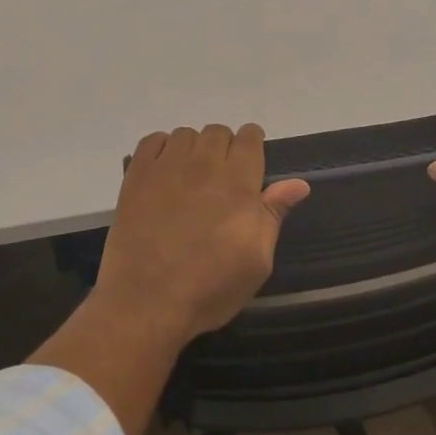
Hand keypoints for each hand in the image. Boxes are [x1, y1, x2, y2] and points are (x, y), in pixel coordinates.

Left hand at [94, 124, 310, 346]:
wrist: (146, 301)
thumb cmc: (209, 288)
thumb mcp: (256, 261)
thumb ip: (273, 215)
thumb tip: (298, 184)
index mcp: (238, 183)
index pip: (249, 138)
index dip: (252, 144)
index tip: (251, 160)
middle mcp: (204, 165)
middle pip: (218, 132)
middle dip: (225, 147)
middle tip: (221, 177)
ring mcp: (167, 167)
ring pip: (186, 134)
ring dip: (194, 148)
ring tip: (191, 175)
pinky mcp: (137, 176)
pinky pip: (152, 141)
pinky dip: (162, 148)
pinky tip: (164, 171)